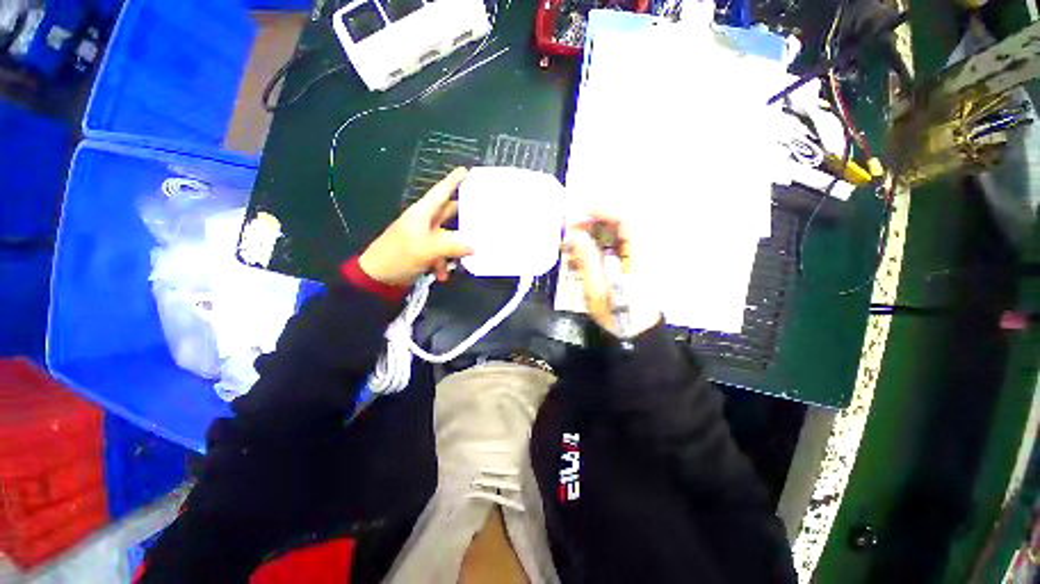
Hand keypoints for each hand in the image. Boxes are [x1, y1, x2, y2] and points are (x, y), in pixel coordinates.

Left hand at [359, 168, 473, 286]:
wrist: (377, 278)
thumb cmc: (399, 256)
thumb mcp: (427, 250)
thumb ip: (452, 246)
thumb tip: (475, 245)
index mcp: (422, 213)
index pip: (441, 191)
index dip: (453, 180)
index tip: (467, 170)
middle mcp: (424, 221)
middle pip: (448, 211)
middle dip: (464, 213)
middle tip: (483, 211)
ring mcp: (424, 237)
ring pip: (448, 235)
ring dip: (456, 246)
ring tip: (471, 253)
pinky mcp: (423, 251)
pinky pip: (440, 252)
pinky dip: (444, 263)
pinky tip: (443, 275)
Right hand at [563, 214, 660, 337]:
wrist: (635, 333)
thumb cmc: (617, 314)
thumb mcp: (597, 290)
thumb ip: (587, 260)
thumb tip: (574, 235)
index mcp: (639, 255)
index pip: (626, 220)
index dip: (603, 210)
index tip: (578, 212)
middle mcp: (642, 250)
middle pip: (619, 223)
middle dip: (591, 223)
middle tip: (568, 231)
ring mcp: (637, 256)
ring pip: (614, 234)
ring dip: (591, 235)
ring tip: (569, 246)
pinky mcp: (630, 262)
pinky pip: (612, 246)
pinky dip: (595, 247)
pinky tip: (579, 258)